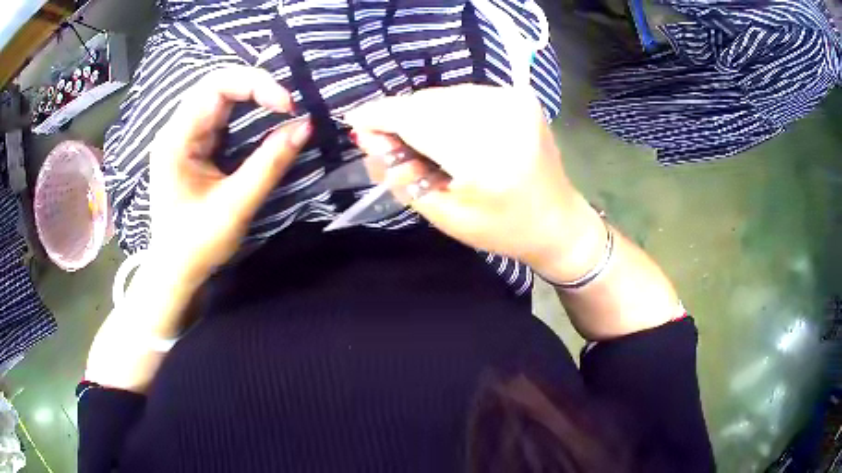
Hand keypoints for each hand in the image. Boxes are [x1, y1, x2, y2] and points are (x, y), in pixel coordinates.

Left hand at [149, 66, 310, 286]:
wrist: (175, 269)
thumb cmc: (197, 244)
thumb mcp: (235, 206)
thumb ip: (269, 164)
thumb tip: (306, 126)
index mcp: (176, 139)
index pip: (215, 86)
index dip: (255, 84)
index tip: (288, 106)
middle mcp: (177, 129)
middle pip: (217, 84)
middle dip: (257, 85)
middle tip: (288, 104)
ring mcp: (184, 136)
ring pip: (220, 95)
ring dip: (253, 95)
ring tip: (281, 107)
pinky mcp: (193, 145)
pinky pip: (221, 113)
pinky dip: (246, 110)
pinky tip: (263, 116)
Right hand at [346, 85, 603, 279]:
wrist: (557, 220)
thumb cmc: (500, 228)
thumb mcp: (444, 214)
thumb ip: (400, 174)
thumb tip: (367, 137)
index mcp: (486, 156)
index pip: (418, 120)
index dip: (381, 117)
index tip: (355, 121)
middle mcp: (502, 117)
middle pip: (428, 102)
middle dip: (400, 117)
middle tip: (388, 142)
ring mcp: (514, 101)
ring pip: (444, 95)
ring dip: (422, 113)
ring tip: (421, 142)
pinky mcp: (520, 96)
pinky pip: (464, 94)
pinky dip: (446, 108)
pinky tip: (447, 131)